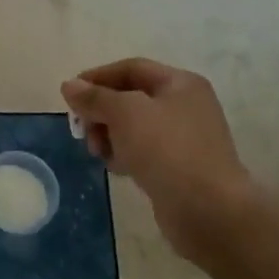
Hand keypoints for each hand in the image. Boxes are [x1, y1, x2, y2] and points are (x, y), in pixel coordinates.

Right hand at [62, 58, 265, 261]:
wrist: (209, 210)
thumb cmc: (167, 150)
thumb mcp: (125, 113)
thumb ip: (95, 97)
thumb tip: (69, 85)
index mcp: (180, 83)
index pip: (131, 68)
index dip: (97, 77)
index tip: (69, 95)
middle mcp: (185, 106)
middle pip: (130, 98)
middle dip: (101, 111)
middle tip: (83, 131)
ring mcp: (184, 139)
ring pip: (134, 127)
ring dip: (109, 135)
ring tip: (99, 153)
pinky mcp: (179, 167)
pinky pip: (143, 152)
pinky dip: (125, 155)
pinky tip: (116, 168)